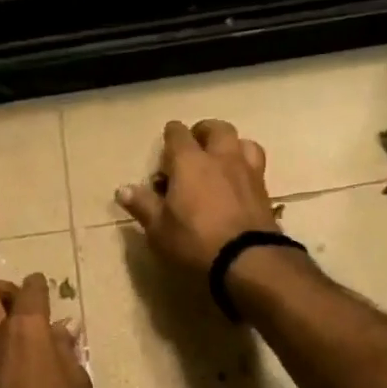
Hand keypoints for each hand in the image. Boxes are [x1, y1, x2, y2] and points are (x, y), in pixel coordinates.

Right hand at [116, 119, 277, 275]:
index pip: (178, 133)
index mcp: (190, 162)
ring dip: (232, 145)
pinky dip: (246, 166)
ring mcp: (247, 172)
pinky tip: (240, 181)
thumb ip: (143, 206)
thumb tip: (122, 190)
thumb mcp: (159, 229)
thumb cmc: (195, 241)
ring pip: (243, 142)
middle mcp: (221, 158)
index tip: (167, 142)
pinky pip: (256, 165)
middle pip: (217, 129)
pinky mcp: (264, 190)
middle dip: (204, 132)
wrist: (247, 259)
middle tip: (196, 145)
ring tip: (223, 159)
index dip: (171, 134)